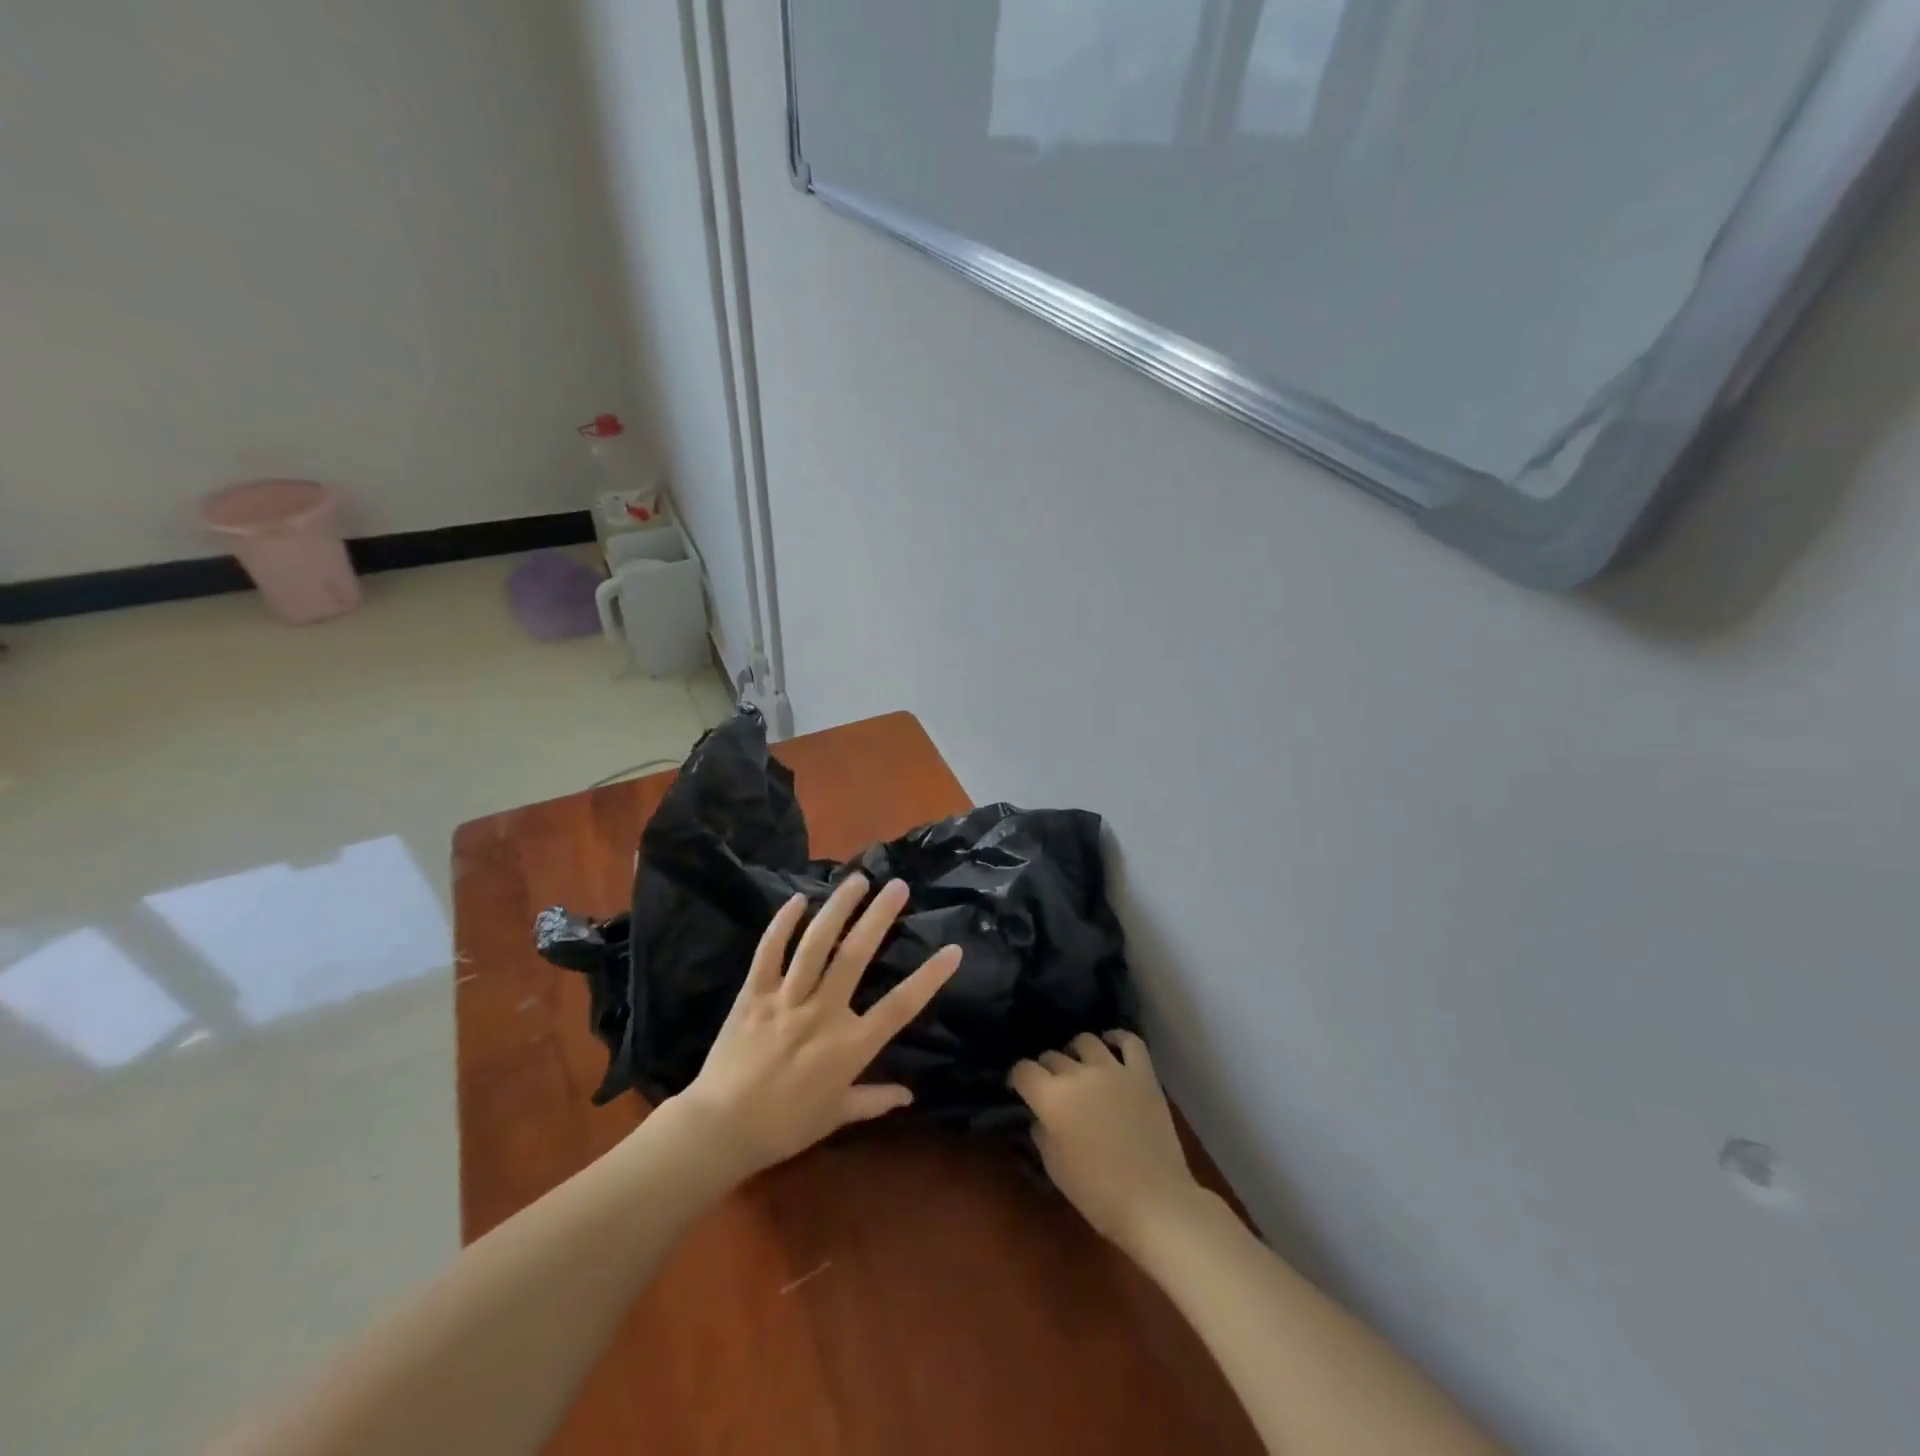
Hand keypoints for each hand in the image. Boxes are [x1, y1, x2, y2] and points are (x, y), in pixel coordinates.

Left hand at [673, 874, 961, 1179]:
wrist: (719, 1130)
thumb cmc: (784, 1127)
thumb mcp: (835, 1116)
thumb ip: (873, 1100)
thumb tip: (909, 1095)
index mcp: (848, 1046)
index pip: (899, 1006)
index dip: (929, 978)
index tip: (953, 950)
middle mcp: (822, 1014)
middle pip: (856, 956)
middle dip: (879, 917)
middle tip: (898, 886)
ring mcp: (785, 999)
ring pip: (815, 945)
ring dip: (837, 909)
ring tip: (857, 880)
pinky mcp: (753, 994)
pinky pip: (769, 953)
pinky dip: (782, 925)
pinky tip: (798, 899)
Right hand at [1009, 1031, 1201, 1251]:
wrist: (1154, 1201)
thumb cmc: (1097, 1194)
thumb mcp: (1055, 1169)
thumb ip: (1042, 1133)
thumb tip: (1041, 1116)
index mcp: (1052, 1098)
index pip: (1023, 1070)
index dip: (1018, 1078)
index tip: (1020, 1089)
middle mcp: (1078, 1074)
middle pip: (1052, 1056)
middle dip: (1046, 1070)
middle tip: (1052, 1088)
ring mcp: (1113, 1069)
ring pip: (1086, 1040)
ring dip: (1076, 1053)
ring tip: (1080, 1067)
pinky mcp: (1143, 1073)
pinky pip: (1129, 1041)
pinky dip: (1117, 1038)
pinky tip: (1111, 1046)